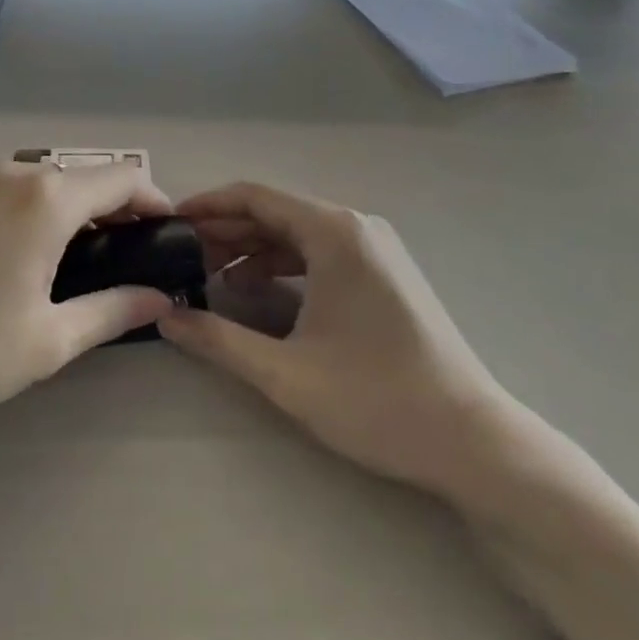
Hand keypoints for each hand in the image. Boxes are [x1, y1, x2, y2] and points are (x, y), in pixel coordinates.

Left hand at [0, 160, 173, 418]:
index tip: (167, 236)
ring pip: (51, 179)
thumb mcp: (49, 338)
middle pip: (88, 174)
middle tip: (131, 255)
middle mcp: (17, 173)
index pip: (124, 177)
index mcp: (48, 199)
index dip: (155, 201)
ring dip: (79, 206)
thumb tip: (157, 297)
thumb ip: (111, 311)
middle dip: (118, 206)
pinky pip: (17, 188)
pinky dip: (43, 207)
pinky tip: (35, 252)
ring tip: (87, 259)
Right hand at [160, 182, 517, 494]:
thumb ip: (218, 340)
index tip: (170, 223)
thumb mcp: (287, 374)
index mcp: (333, 233)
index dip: (207, 206)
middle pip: (275, 211)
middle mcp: (355, 227)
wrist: (474, 443)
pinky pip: (319, 252)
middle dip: (226, 230)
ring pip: (297, 232)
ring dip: (252, 248)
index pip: (255, 196)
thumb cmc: (378, 400)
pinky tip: (257, 290)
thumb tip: (164, 318)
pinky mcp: (383, 273)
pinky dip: (283, 264)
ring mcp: (374, 249)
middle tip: (181, 254)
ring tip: (210, 274)